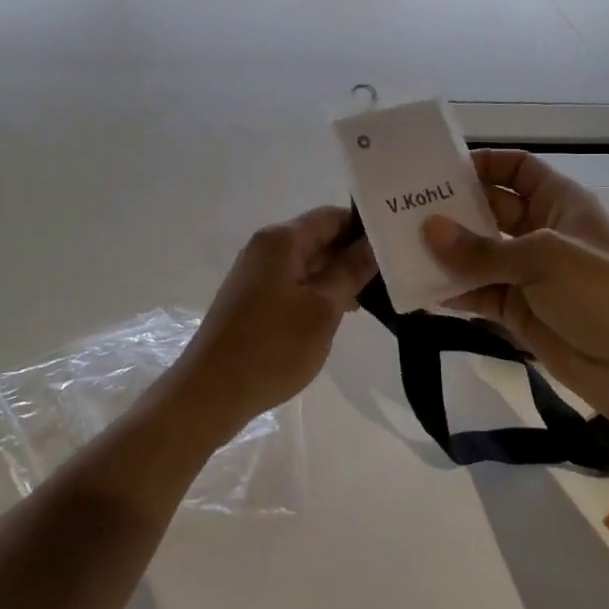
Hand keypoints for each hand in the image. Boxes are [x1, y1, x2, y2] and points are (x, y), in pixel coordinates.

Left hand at [172, 206, 376, 425]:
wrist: (212, 391)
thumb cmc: (273, 347)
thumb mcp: (323, 308)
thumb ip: (351, 270)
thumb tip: (374, 242)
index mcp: (281, 240)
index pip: (333, 216)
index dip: (365, 227)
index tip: (396, 245)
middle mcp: (266, 248)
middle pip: (320, 237)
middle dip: (354, 254)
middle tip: (394, 273)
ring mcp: (256, 274)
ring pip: (309, 263)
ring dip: (338, 277)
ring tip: (375, 296)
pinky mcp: (253, 299)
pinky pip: (294, 283)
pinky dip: (319, 292)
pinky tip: (342, 313)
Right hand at [422, 150, 608, 417]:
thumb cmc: (601, 292)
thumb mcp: (543, 258)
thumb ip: (482, 249)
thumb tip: (427, 230)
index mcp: (560, 203)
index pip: (519, 169)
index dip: (485, 165)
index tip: (442, 172)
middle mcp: (542, 232)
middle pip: (491, 210)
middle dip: (454, 210)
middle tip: (405, 211)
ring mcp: (529, 274)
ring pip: (480, 255)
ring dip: (448, 253)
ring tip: (403, 248)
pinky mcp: (518, 311)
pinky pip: (479, 294)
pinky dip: (454, 291)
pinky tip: (421, 289)